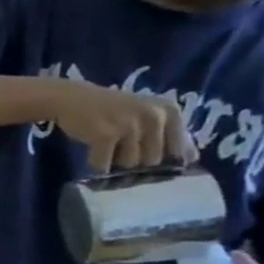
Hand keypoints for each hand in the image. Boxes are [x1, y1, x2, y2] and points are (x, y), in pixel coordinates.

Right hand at [47, 79, 196, 174]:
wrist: (71, 98)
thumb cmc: (111, 109)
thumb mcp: (147, 115)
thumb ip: (171, 134)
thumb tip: (193, 160)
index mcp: (169, 111)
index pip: (180, 150)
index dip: (164, 158)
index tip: (147, 155)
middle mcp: (154, 117)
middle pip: (152, 160)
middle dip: (135, 160)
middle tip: (120, 147)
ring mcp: (129, 126)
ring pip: (129, 164)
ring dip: (114, 162)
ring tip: (105, 147)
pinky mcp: (104, 136)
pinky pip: (104, 165)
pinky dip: (96, 164)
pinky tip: (92, 153)